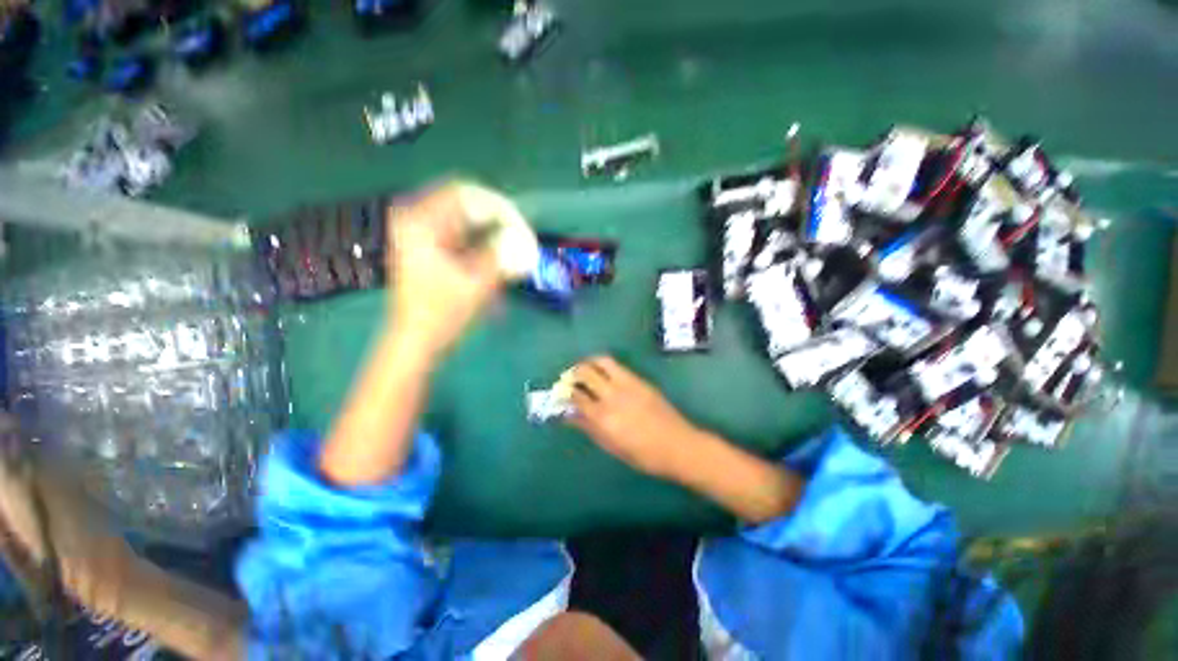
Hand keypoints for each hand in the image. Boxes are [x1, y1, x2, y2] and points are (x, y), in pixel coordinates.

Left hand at [387, 184, 506, 358]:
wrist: (416, 341)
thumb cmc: (440, 315)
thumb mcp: (475, 284)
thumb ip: (500, 256)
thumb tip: (524, 238)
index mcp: (420, 222)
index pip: (467, 194)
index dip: (499, 208)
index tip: (523, 228)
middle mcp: (417, 220)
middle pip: (468, 204)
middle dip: (499, 220)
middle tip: (523, 237)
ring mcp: (423, 233)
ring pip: (468, 219)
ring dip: (494, 231)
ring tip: (515, 248)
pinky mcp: (431, 247)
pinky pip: (464, 233)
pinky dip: (484, 242)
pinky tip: (499, 256)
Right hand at [565, 356, 702, 478]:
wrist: (678, 445)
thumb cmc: (643, 455)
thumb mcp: (611, 446)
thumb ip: (588, 427)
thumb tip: (568, 415)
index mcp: (603, 417)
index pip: (576, 395)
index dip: (565, 392)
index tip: (561, 393)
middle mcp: (612, 395)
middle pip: (585, 372)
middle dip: (573, 372)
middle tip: (570, 379)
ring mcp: (627, 384)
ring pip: (602, 361)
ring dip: (589, 362)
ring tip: (585, 369)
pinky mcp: (639, 380)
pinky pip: (617, 366)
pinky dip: (605, 366)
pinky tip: (604, 374)